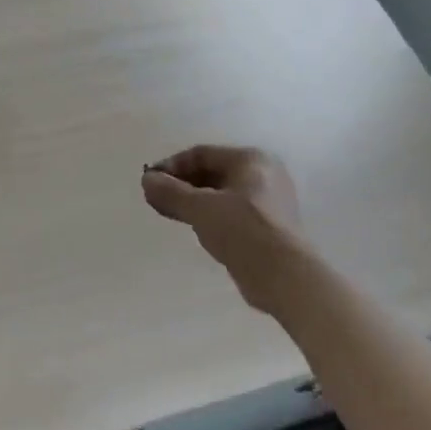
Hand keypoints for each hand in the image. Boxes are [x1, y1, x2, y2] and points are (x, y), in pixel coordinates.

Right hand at [141, 145, 308, 313]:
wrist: (283, 275)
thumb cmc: (242, 229)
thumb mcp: (200, 207)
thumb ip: (170, 191)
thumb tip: (147, 179)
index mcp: (251, 160)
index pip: (202, 154)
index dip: (172, 166)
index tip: (149, 181)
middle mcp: (262, 175)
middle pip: (211, 173)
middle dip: (180, 184)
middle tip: (154, 198)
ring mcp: (267, 203)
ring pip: (219, 194)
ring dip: (190, 201)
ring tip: (165, 211)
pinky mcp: (266, 227)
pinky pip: (229, 213)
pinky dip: (206, 215)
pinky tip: (190, 226)